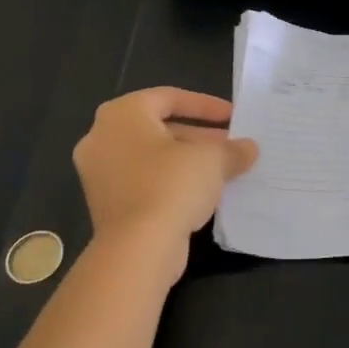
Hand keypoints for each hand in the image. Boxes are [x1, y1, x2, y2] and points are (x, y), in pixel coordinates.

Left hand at [72, 87, 258, 280]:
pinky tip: (202, 194)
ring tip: (223, 170)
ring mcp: (100, 173)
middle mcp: (102, 138)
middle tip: (230, 145)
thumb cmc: (172, 185)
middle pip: (159, 128)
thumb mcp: (213, 159)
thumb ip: (232, 149)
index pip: (169, 97)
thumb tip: (249, 149)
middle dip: (199, 136)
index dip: (206, 105)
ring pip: (152, 157)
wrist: (137, 250)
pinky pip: (144, 182)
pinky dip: (171, 182)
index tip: (233, 117)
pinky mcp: (106, 204)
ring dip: (187, 161)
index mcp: (122, 114)